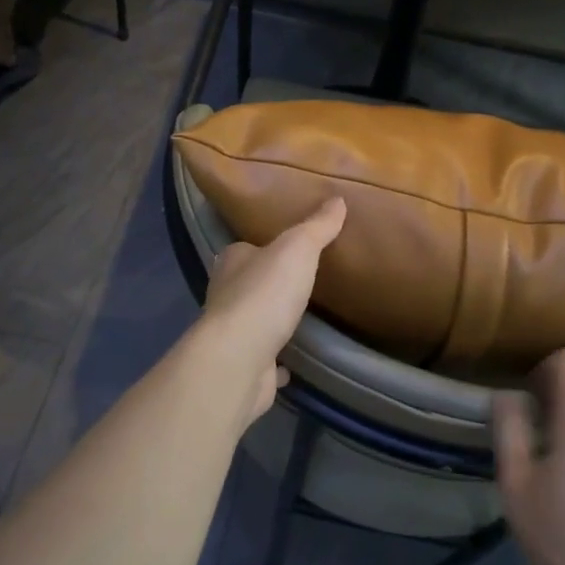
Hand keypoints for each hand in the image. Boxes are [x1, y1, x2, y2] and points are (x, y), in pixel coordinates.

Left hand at [199, 196, 345, 423]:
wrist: (239, 358)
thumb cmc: (265, 294)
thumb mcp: (297, 249)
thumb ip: (317, 227)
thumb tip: (338, 199)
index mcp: (232, 262)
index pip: (247, 248)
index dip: (265, 246)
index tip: (290, 248)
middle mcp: (226, 295)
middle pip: (249, 283)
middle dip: (270, 283)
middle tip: (302, 281)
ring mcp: (233, 334)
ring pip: (255, 321)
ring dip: (272, 320)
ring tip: (302, 317)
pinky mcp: (244, 365)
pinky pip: (264, 359)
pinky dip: (276, 362)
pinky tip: (293, 364)